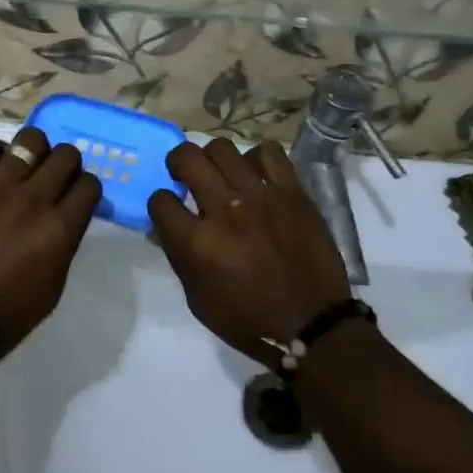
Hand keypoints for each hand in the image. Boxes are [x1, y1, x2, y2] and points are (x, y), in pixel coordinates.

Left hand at [0, 128, 100, 352]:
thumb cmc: (6, 313)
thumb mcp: (53, 285)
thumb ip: (64, 243)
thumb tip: (65, 217)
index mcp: (59, 229)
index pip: (89, 185)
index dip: (85, 187)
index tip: (76, 194)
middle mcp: (33, 200)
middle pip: (65, 156)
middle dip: (66, 163)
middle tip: (54, 174)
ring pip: (29, 141)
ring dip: (34, 150)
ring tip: (25, 162)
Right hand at [148, 138, 350, 364]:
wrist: (312, 325)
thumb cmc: (248, 320)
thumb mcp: (198, 299)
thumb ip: (179, 256)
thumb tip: (165, 226)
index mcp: (197, 243)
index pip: (160, 200)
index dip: (161, 203)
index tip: (170, 209)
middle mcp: (224, 210)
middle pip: (187, 158)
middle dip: (178, 163)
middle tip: (186, 175)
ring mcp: (260, 196)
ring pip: (223, 148)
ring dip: (213, 158)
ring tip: (221, 173)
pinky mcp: (291, 191)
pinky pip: (269, 153)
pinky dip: (257, 158)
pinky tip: (256, 174)